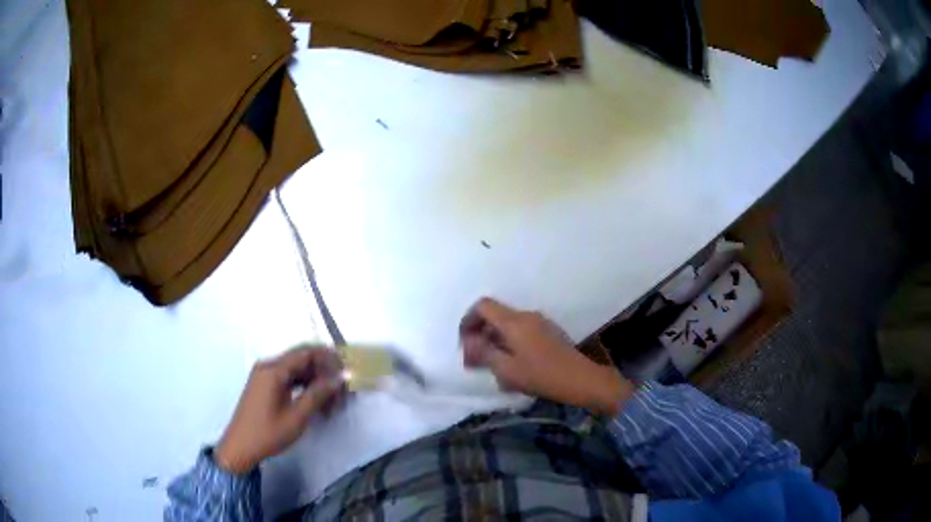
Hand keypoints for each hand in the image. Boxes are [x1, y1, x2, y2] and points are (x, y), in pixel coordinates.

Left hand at [215, 346, 345, 473]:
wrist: (240, 447)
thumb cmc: (268, 433)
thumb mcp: (297, 416)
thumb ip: (318, 394)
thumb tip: (338, 379)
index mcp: (273, 370)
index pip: (305, 353)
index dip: (328, 358)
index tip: (346, 370)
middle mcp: (268, 366)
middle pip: (301, 359)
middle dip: (323, 371)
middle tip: (341, 390)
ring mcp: (264, 375)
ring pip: (296, 370)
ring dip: (315, 380)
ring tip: (331, 400)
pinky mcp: (264, 386)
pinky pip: (287, 378)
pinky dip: (303, 386)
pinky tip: (315, 402)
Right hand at [460, 298, 632, 414]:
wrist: (581, 379)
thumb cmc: (541, 375)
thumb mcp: (506, 369)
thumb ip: (483, 353)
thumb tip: (468, 342)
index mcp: (513, 321)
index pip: (483, 306)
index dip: (468, 320)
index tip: (464, 342)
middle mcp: (526, 316)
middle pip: (495, 315)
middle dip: (480, 334)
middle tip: (474, 360)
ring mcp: (540, 322)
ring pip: (508, 325)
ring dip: (495, 341)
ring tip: (492, 366)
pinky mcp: (549, 332)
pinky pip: (521, 331)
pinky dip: (509, 343)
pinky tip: (512, 365)